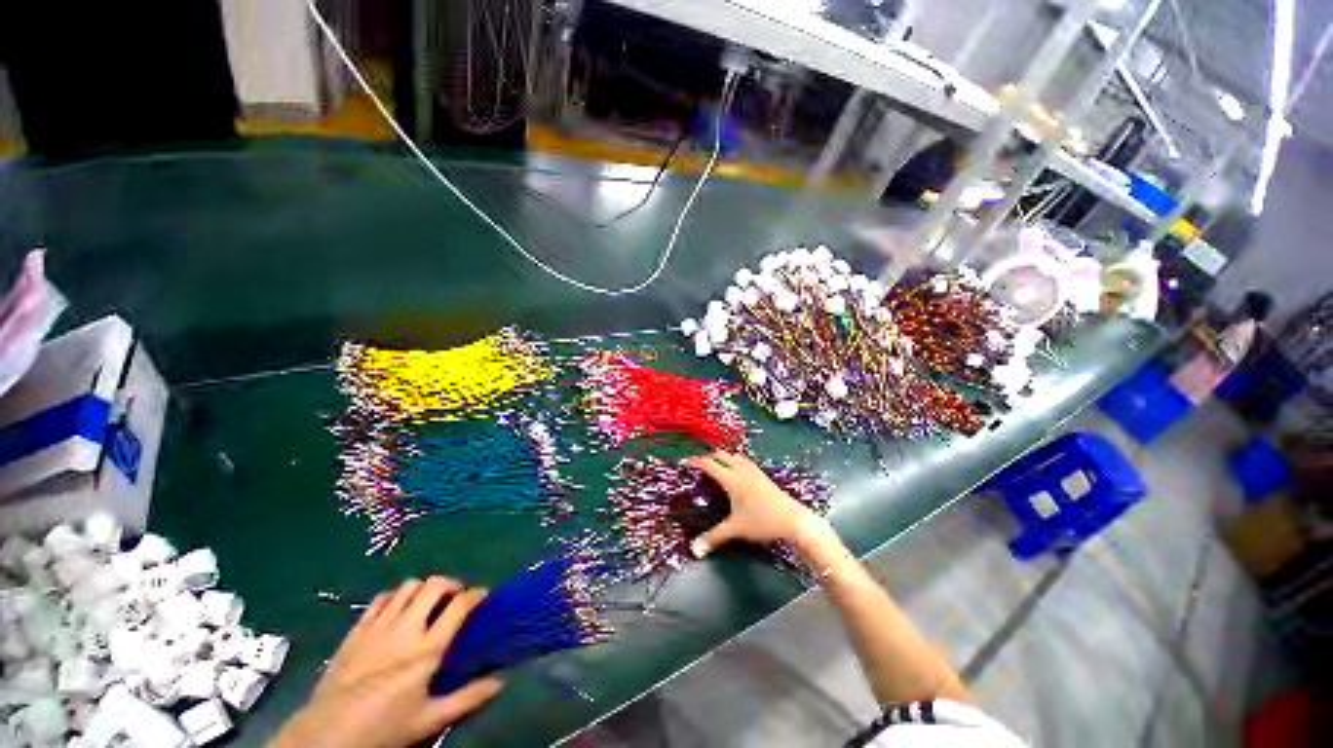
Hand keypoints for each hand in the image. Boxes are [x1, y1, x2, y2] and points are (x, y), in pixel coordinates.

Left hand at [270, 577, 502, 747]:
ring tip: (428, 602)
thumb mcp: (430, 720)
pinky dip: (396, 596)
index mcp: (427, 648)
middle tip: (456, 597)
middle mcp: (406, 628)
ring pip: (408, 585)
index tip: (483, 595)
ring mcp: (378, 625)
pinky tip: (397, 610)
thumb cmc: (383, 728)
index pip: (459, 605)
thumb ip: (468, 698)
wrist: (327, 735)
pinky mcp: (357, 629)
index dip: (476, 594)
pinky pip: (381, 598)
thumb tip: (501, 681)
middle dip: (451, 583)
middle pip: (434, 584)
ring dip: (424, 588)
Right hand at [686, 451, 819, 556]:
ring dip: (724, 457)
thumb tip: (695, 550)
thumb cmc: (762, 522)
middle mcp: (741, 470)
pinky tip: (738, 473)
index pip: (709, 464)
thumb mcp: (735, 529)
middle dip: (709, 457)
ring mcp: (754, 471)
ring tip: (718, 467)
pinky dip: (736, 461)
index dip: (696, 462)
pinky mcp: (763, 475)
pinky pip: (745, 461)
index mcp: (731, 479)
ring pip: (735, 456)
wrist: (793, 520)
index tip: (687, 464)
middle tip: (700, 466)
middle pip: (722, 455)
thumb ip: (714, 537)